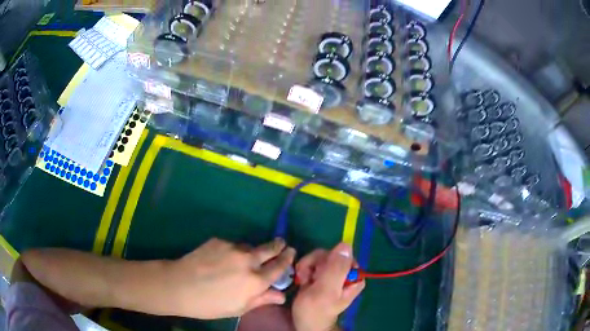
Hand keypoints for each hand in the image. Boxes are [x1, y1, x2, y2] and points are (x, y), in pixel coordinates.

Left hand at [166, 237, 295, 318]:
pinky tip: (222, 260)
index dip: (287, 259)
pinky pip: (232, 245)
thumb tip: (281, 295)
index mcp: (256, 281)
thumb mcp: (239, 308)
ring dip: (252, 252)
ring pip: (249, 247)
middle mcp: (248, 260)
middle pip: (269, 249)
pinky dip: (233, 251)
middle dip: (278, 246)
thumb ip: (262, 299)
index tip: (291, 252)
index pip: (279, 267)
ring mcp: (232, 248)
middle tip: (282, 244)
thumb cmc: (211, 304)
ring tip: (244, 260)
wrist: (179, 285)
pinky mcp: (218, 241)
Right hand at [292, 243, 364, 330]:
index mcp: (354, 277)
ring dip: (307, 267)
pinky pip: (313, 263)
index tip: (315, 273)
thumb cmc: (315, 311)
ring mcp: (334, 274)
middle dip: (314, 264)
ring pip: (320, 258)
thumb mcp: (326, 290)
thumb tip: (346, 244)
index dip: (326, 260)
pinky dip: (305, 270)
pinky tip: (302, 281)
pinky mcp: (322, 276)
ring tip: (303, 282)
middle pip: (329, 254)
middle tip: (306, 278)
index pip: (341, 254)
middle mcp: (346, 274)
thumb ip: (336, 268)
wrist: (305, 323)